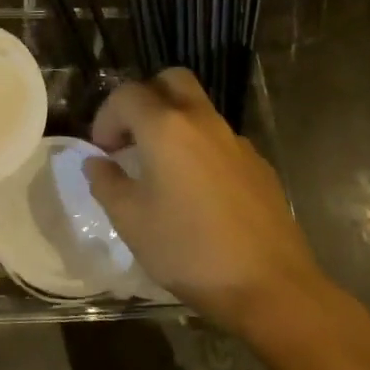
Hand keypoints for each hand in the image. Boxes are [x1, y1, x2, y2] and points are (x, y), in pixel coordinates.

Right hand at [84, 69, 332, 334]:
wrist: (271, 288)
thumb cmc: (189, 250)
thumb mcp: (131, 221)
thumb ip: (106, 183)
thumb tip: (97, 163)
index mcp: (166, 128)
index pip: (126, 95)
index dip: (106, 117)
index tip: (102, 152)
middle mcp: (203, 122)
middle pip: (171, 81)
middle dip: (145, 98)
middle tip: (132, 137)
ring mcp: (236, 142)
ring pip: (199, 110)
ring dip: (174, 124)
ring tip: (161, 169)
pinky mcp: (259, 166)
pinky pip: (220, 140)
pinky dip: (200, 149)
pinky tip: (197, 193)